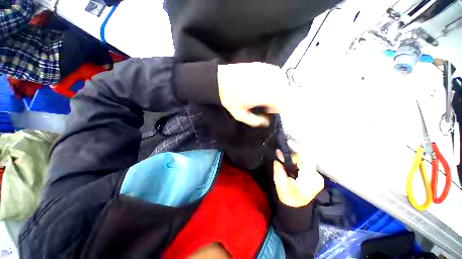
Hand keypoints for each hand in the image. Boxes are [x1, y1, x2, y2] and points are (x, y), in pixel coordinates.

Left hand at [217, 62, 289, 126]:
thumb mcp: (240, 115)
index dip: (280, 109)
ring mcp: (265, 72)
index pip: (282, 104)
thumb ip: (255, 121)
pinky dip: (277, 78)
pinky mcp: (262, 66)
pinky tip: (270, 83)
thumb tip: (265, 122)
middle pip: (286, 92)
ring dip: (281, 89)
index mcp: (264, 96)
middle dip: (282, 100)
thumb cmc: (230, 99)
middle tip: (274, 103)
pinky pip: (276, 72)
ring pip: (283, 81)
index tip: (274, 111)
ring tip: (273, 93)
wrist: (220, 82)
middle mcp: (268, 83)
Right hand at [273, 150, 323, 207]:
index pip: (305, 158)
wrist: (294, 208)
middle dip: (294, 154)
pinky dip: (299, 162)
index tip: (288, 142)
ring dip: (296, 158)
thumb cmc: (287, 196)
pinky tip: (292, 163)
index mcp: (311, 179)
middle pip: (306, 158)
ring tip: (287, 160)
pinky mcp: (316, 177)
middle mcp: (318, 176)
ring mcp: (318, 177)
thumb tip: (278, 151)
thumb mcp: (280, 180)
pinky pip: (307, 164)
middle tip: (283, 153)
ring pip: (306, 160)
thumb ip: (279, 165)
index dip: (296, 149)